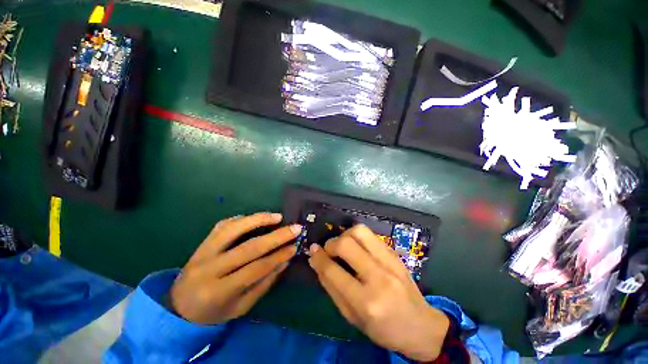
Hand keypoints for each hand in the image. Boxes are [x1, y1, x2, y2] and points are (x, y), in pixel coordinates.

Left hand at [169, 212, 300, 324]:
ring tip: (277, 216)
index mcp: (218, 292)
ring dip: (258, 220)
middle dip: (276, 236)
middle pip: (248, 247)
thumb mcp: (241, 307)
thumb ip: (264, 283)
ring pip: (233, 229)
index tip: (295, 247)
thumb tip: (285, 261)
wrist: (178, 307)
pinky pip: (223, 225)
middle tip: (295, 228)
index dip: (278, 257)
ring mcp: (203, 252)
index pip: (255, 269)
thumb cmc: (213, 312)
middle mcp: (209, 269)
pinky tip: (255, 218)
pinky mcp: (202, 243)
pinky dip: (241, 219)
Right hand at [308, 225, 448, 361]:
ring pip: (359, 231)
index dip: (318, 257)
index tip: (312, 251)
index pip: (333, 270)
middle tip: (329, 250)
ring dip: (345, 234)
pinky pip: (370, 234)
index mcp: (366, 301)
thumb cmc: (383, 329)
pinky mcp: (394, 253)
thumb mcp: (351, 317)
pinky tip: (356, 247)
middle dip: (331, 243)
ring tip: (342, 246)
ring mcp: (389, 261)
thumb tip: (315, 261)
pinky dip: (357, 236)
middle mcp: (378, 276)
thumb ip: (331, 287)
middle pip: (346, 243)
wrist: (421, 326)